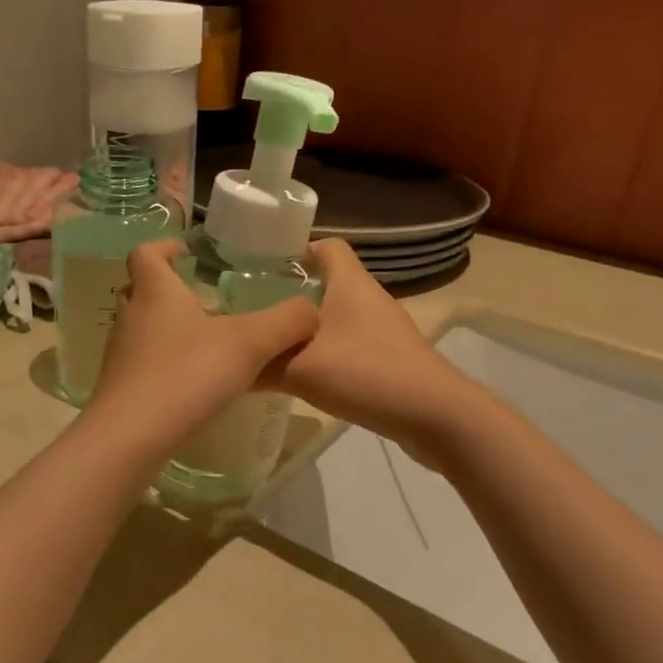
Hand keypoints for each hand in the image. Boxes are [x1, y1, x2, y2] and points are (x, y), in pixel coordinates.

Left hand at [84, 241, 317, 454]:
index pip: (146, 253)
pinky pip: (142, 363)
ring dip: (165, 328)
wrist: (130, 436)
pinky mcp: (120, 387)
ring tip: (202, 341)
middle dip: (166, 288)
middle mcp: (131, 316)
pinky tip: (190, 382)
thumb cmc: (187, 375)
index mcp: (155, 291)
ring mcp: (120, 354)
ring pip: (140, 328)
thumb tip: (311, 311)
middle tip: (199, 296)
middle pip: (140, 289)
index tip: (185, 251)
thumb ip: (286, 322)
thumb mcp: (249, 344)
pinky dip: (162, 363)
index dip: (164, 247)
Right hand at [264, 240, 461, 459]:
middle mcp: (368, 299)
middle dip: (291, 296)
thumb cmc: (366, 373)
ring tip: (271, 346)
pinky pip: (348, 345)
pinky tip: (304, 376)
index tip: (263, 268)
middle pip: (326, 284)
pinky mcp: (389, 358)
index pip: (327, 246)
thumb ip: (260, 363)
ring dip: (306, 330)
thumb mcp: (300, 369)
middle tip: (254, 313)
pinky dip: (325, 353)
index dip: (297, 250)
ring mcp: (383, 330)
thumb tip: (228, 361)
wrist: (435, 415)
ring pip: (336, 318)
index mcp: (350, 283)